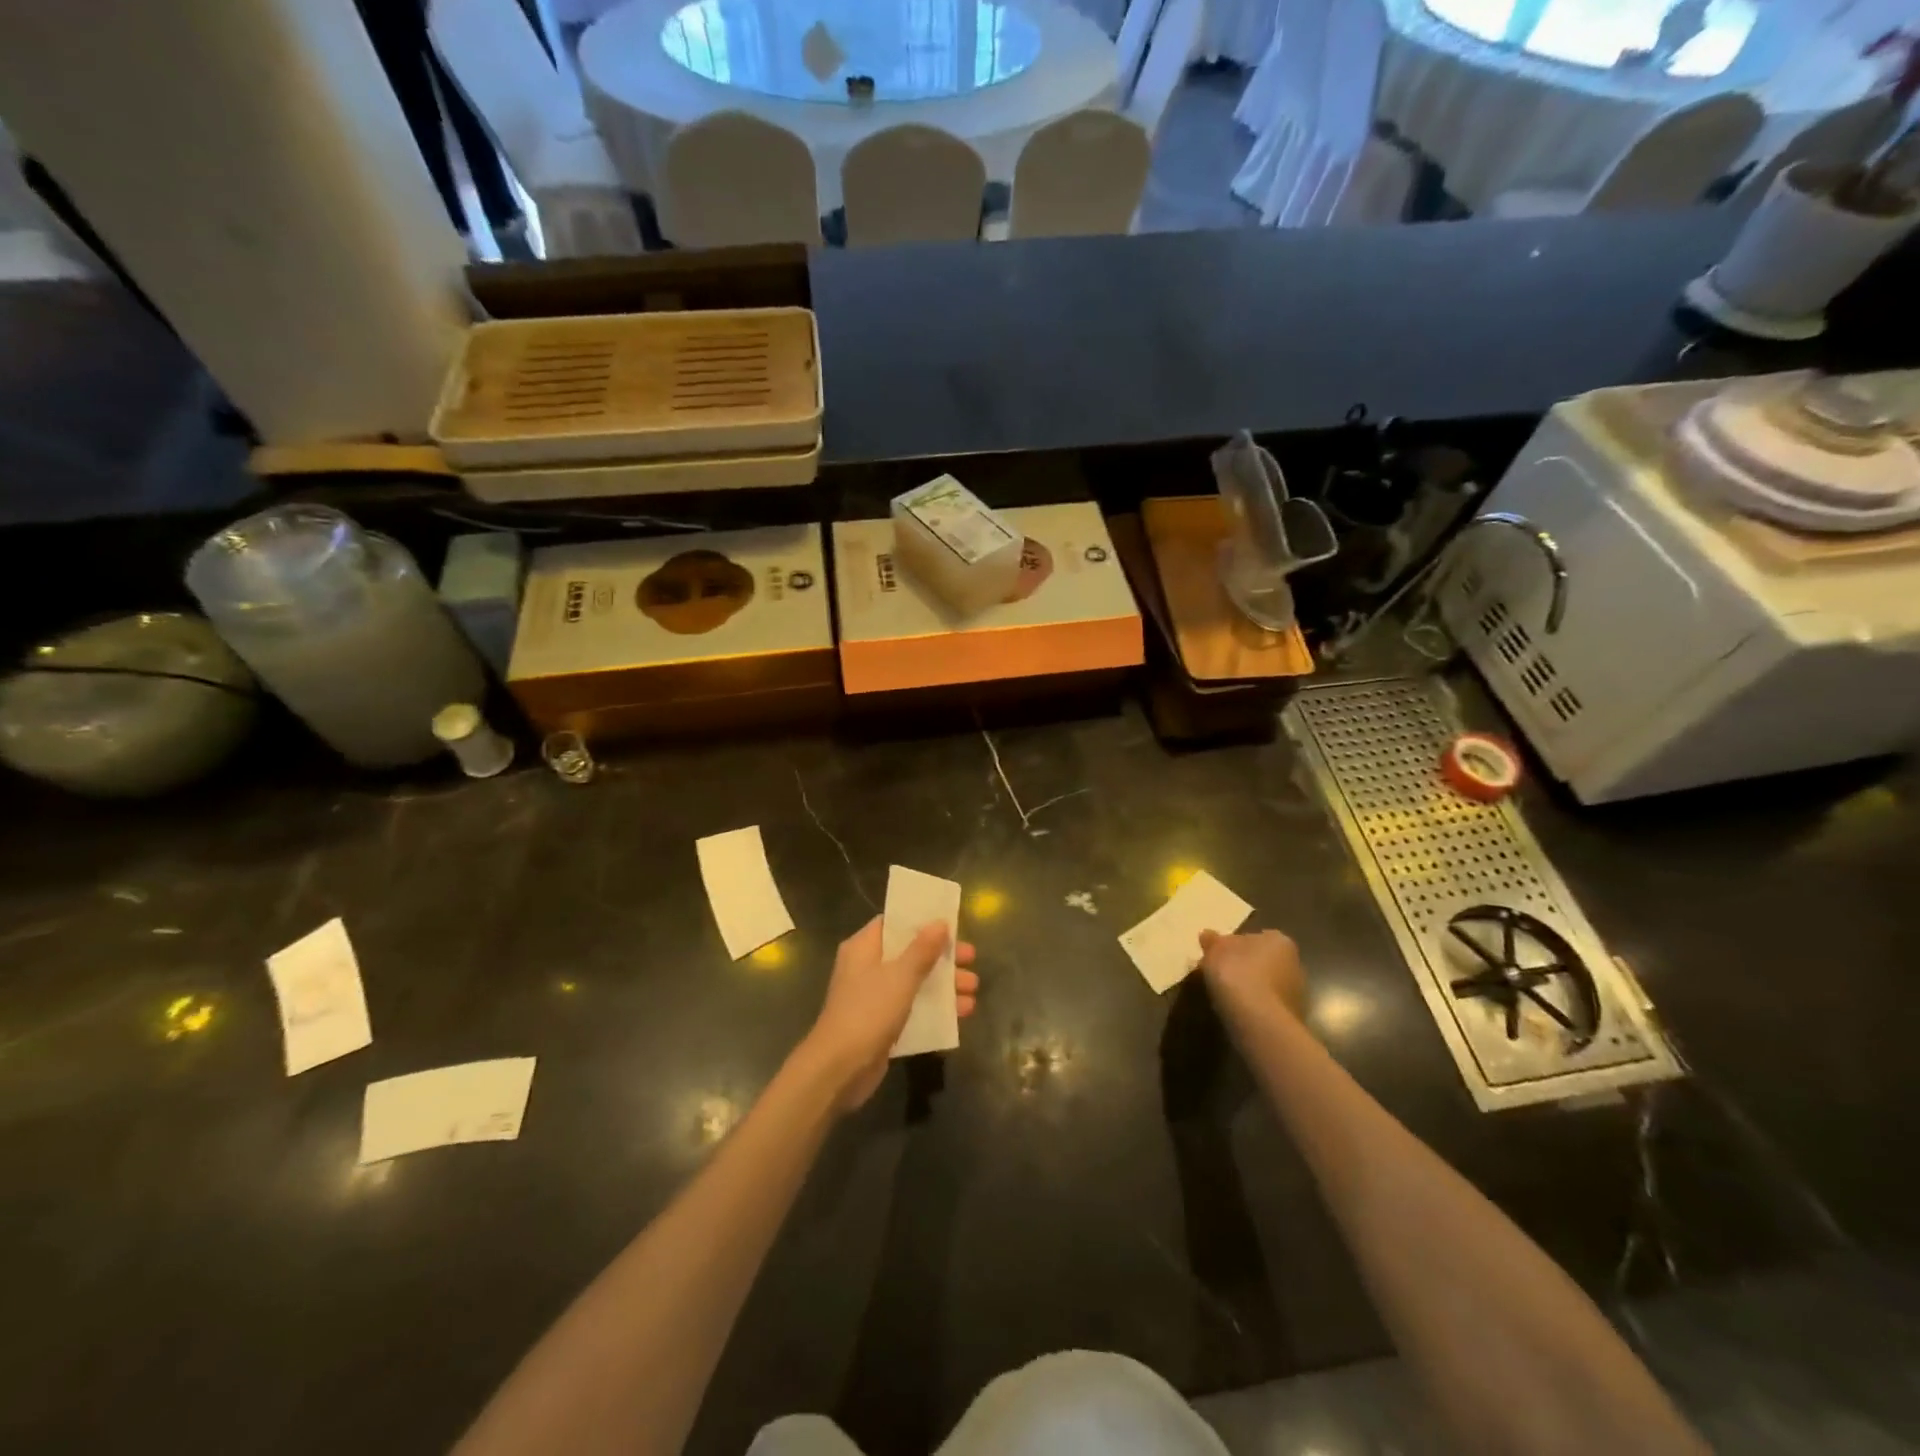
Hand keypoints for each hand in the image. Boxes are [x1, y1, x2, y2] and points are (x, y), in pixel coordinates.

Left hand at [800, 916, 980, 1110]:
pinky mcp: (881, 1024)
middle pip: (910, 953)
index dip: (922, 921)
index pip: (894, 924)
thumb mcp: (900, 977)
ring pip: (914, 982)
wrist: (839, 1069)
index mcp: (864, 948)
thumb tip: (939, 922)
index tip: (950, 923)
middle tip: (972, 959)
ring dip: (944, 985)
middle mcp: (867, 968)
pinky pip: (913, 1008)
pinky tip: (961, 1014)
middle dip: (942, 957)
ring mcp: (874, 998)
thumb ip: (922, 949)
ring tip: (974, 990)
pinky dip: (934, 1009)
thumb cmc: (868, 1011)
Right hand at [1198, 928, 1306, 1027]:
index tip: (1217, 956)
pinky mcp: (1292, 1017)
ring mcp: (1296, 993)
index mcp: (1278, 940)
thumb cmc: (1237, 974)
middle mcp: (1294, 963)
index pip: (1254, 938)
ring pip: (1266, 985)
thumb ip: (1212, 941)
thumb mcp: (1214, 950)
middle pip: (1262, 961)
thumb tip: (1207, 935)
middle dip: (1244, 967)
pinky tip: (1237, 1012)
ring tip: (1224, 997)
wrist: (1259, 1021)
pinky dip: (1254, 1007)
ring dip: (1249, 989)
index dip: (1233, 946)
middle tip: (1219, 976)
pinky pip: (1267, 1006)